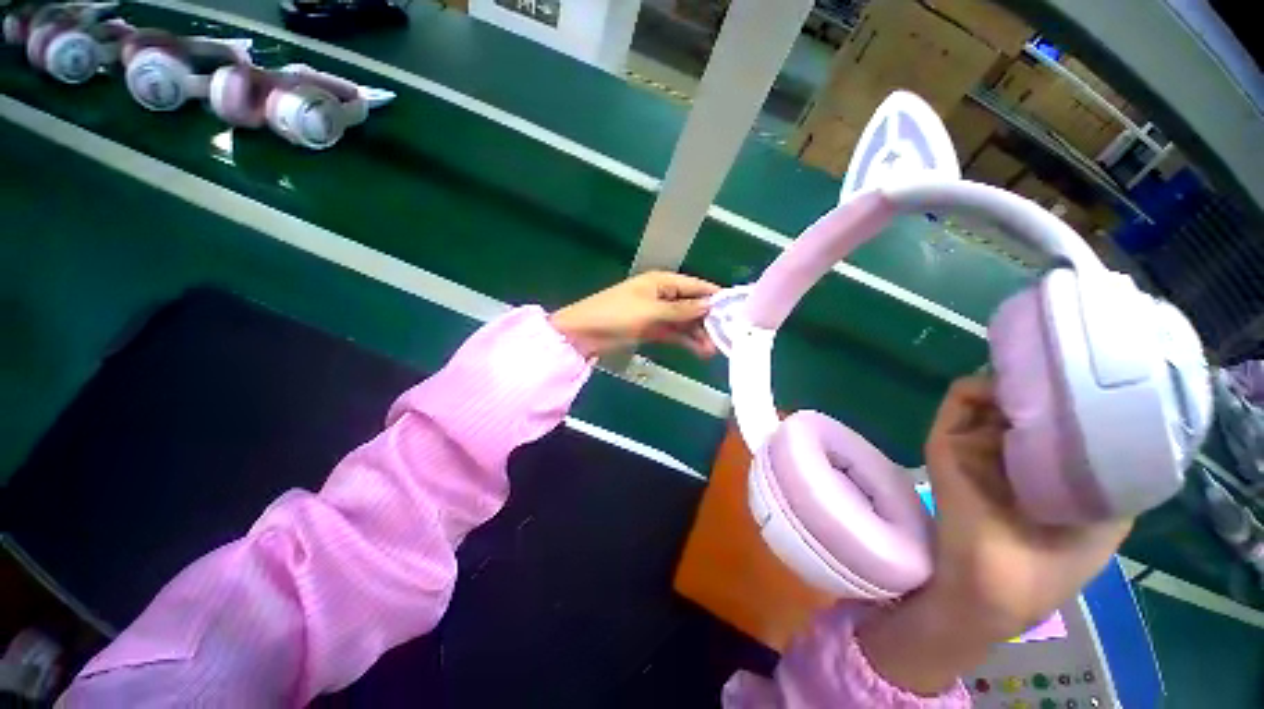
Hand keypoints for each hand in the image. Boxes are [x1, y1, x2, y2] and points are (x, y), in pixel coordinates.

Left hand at [549, 271, 720, 358]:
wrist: (585, 333)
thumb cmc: (617, 314)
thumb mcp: (651, 310)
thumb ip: (681, 309)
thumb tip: (710, 305)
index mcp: (663, 281)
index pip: (696, 286)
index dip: (716, 297)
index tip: (737, 310)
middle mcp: (664, 295)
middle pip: (693, 305)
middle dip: (709, 320)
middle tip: (726, 338)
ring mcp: (658, 314)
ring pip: (686, 322)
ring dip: (699, 334)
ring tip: (714, 350)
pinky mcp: (653, 330)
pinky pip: (675, 333)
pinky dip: (686, 341)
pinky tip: (700, 351)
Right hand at [858, 376, 1131, 695]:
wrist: (994, 586)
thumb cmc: (1056, 561)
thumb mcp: (1110, 513)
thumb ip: (1112, 465)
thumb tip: (1107, 412)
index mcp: (1044, 463)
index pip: (1055, 413)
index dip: (1074, 391)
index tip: (1092, 370)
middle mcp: (1006, 447)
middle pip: (1021, 398)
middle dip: (1043, 378)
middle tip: (1066, 363)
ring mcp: (972, 442)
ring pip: (990, 392)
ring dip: (1016, 378)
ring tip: (1043, 371)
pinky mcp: (945, 440)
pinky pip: (961, 398)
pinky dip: (982, 386)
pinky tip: (1012, 388)